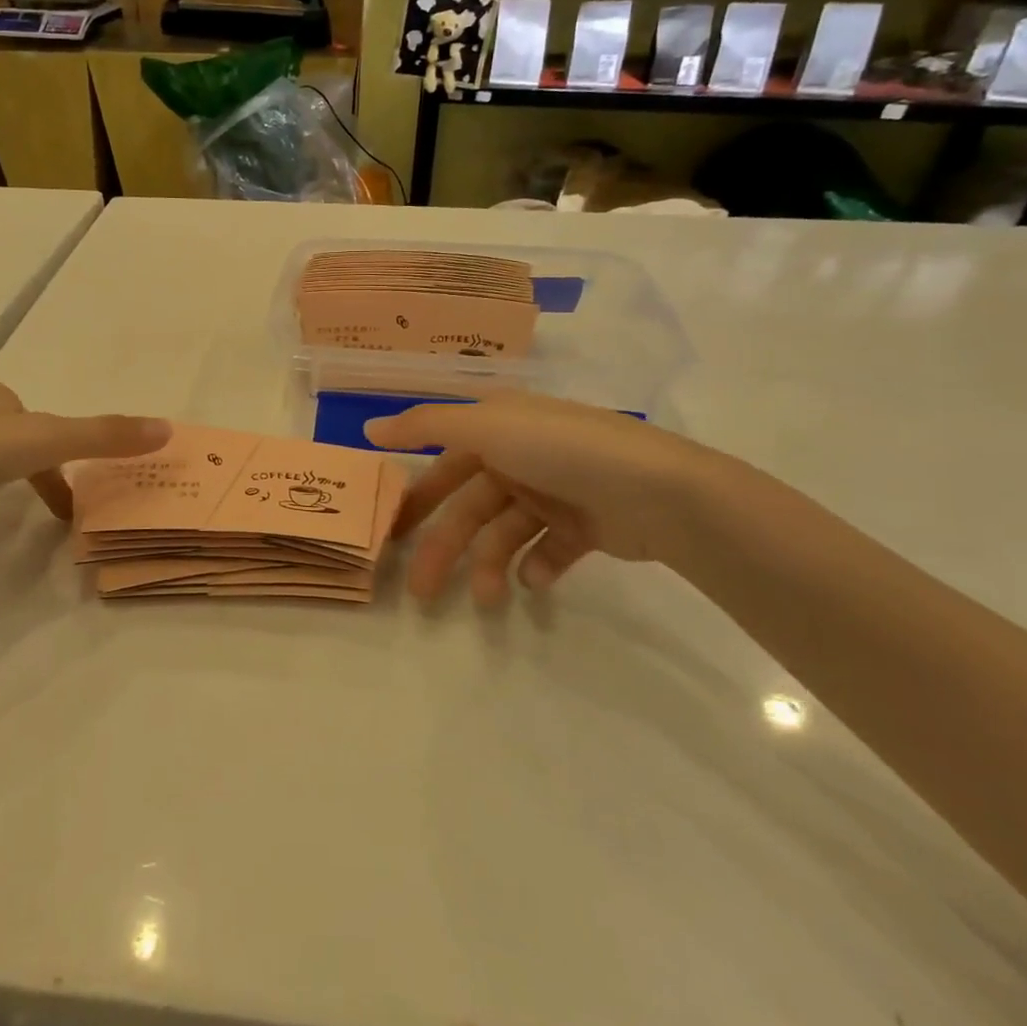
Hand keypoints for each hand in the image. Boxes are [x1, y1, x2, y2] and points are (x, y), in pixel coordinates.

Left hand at [0, 381, 169, 543]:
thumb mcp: (46, 442)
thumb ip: (104, 436)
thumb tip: (168, 428)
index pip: (43, 424)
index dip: (63, 456)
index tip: (71, 497)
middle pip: (14, 438)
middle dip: (34, 467)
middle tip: (49, 506)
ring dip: (2, 478)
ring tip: (5, 509)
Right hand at [366, 393, 729, 603]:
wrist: (658, 490)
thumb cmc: (561, 450)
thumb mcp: (487, 425)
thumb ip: (426, 425)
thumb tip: (369, 428)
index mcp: (498, 427)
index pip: (444, 462)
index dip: (417, 496)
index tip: (390, 533)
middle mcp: (521, 456)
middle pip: (469, 506)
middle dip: (444, 547)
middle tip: (420, 591)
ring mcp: (554, 492)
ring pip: (503, 534)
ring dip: (488, 566)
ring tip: (489, 600)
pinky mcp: (583, 526)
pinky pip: (547, 550)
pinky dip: (536, 567)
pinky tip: (535, 581)